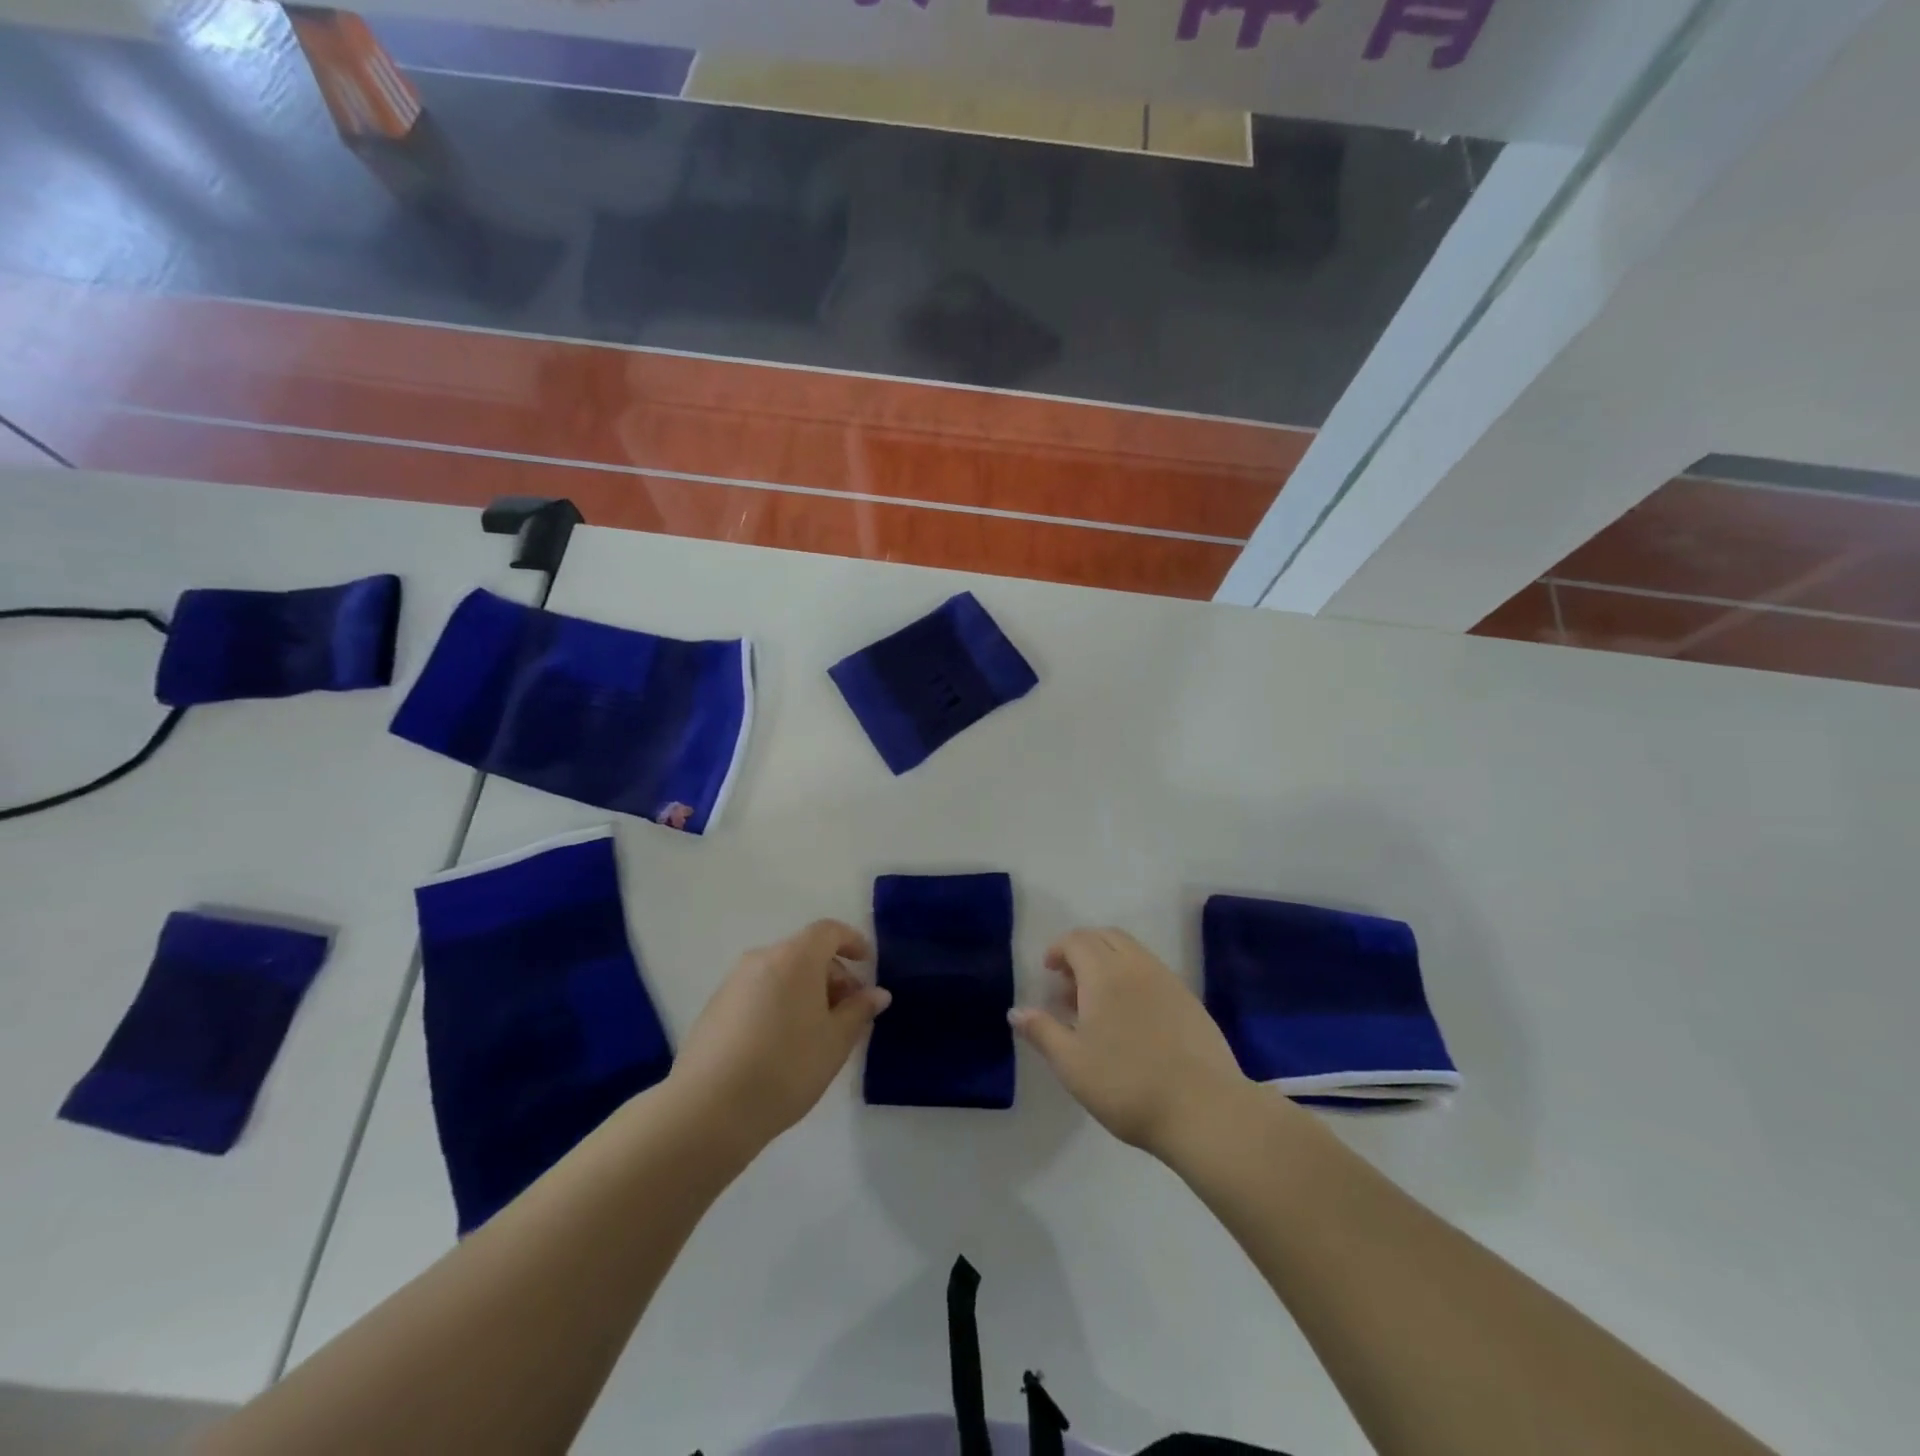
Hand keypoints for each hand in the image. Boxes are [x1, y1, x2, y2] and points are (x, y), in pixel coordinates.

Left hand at [670, 919, 890, 1150]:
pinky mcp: (715, 1007)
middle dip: (831, 974)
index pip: (829, 931)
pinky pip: (758, 991)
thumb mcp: (835, 1041)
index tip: (867, 964)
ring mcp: (733, 982)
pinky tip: (782, 1043)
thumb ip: (858, 1010)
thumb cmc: (786, 1067)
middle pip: (805, 952)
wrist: (709, 1109)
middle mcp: (762, 958)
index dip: (852, 941)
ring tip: (817, 1031)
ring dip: (805, 990)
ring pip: (780, 973)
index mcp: (795, 958)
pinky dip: (779, 1003)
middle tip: (848, 1011)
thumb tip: (877, 993)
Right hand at [1012, 927, 1250, 1158]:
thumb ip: (1042, 1031)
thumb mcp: (1072, 1064)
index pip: (1077, 940)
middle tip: (1068, 982)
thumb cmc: (1127, 1085)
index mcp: (1105, 973)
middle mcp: (1137, 966)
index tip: (1047, 972)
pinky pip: (1153, 971)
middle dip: (1082, 949)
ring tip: (1096, 1002)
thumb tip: (1017, 1011)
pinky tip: (1130, 1017)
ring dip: (1108, 962)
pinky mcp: (1190, 1000)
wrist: (1204, 1109)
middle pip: (1106, 937)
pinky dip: (1132, 977)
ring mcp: (1168, 980)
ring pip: (1132, 951)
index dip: (1058, 949)